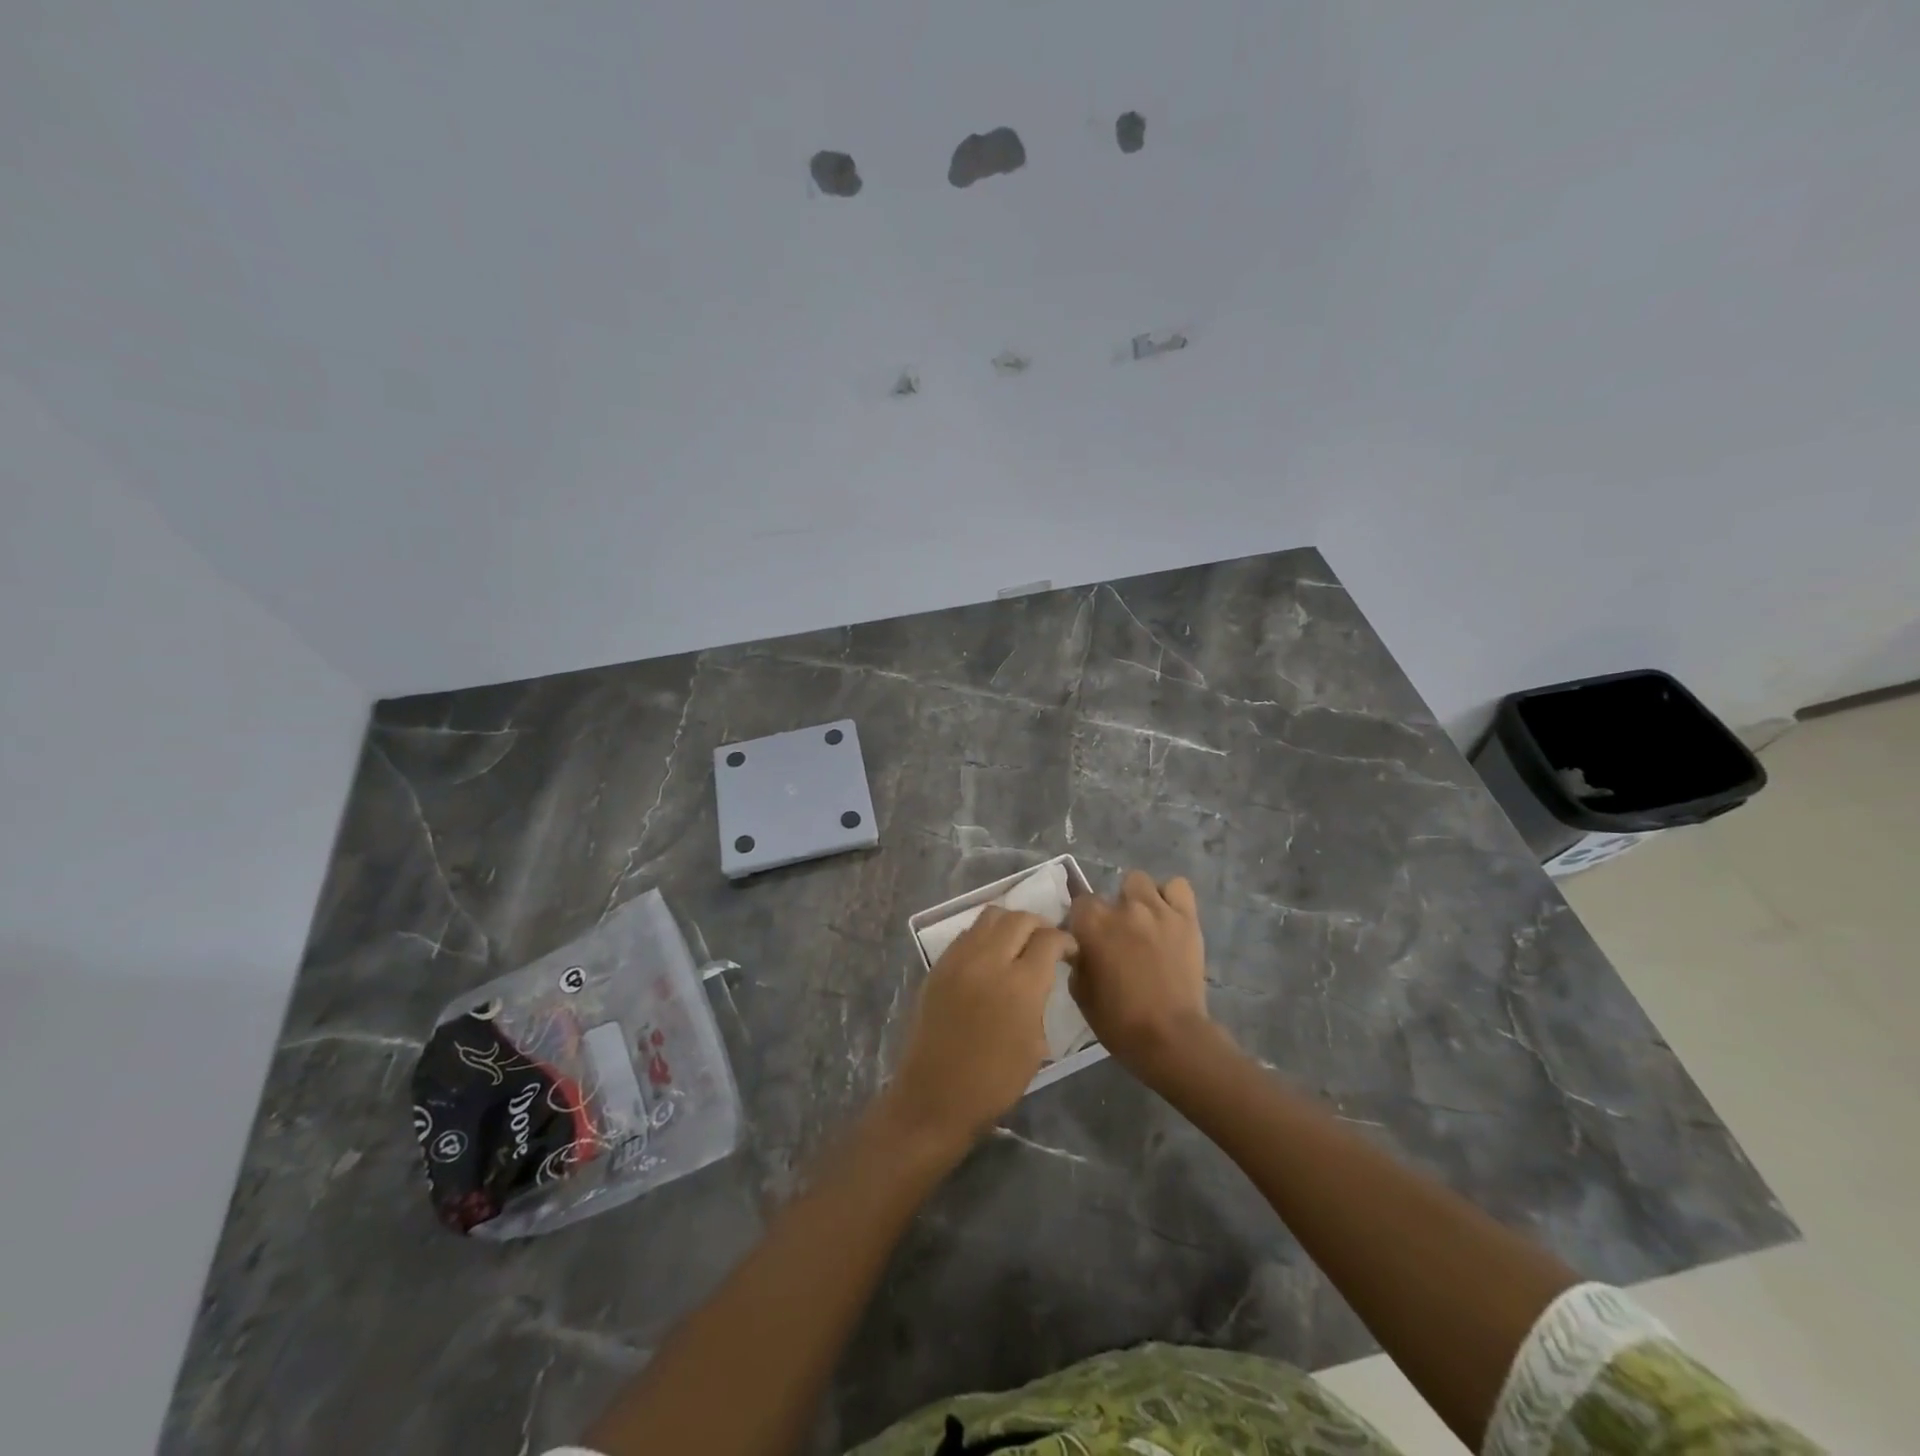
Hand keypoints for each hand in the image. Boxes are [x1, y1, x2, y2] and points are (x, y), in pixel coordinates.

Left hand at [887, 907, 1075, 1151]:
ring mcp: (959, 959)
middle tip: (1046, 943)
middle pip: (1020, 918)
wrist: (935, 1096)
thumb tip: (1038, 979)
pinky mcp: (938, 965)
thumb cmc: (994, 1082)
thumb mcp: (1035, 1045)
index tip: (1070, 951)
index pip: (1050, 939)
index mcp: (1021, 985)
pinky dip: (984, 935)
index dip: (1066, 940)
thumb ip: (1039, 1000)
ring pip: (990, 916)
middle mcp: (989, 960)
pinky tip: (989, 957)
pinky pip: (967, 934)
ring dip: (1010, 923)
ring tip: (1017, 943)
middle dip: (1040, 925)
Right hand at [1068, 870, 1215, 1076]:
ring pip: (1140, 881)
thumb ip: (1077, 959)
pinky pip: (1178, 887)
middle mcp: (1123, 907)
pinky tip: (1167, 916)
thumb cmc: (1118, 1021)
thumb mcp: (1080, 992)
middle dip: (1111, 910)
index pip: (1079, 902)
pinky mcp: (1186, 917)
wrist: (1169, 1037)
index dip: (1082, 921)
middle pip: (1109, 891)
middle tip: (1118, 935)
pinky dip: (1171, 897)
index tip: (1087, 938)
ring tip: (1144, 921)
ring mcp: (1157, 909)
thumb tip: (1079, 946)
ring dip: (1138, 898)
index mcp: (1091, 923)